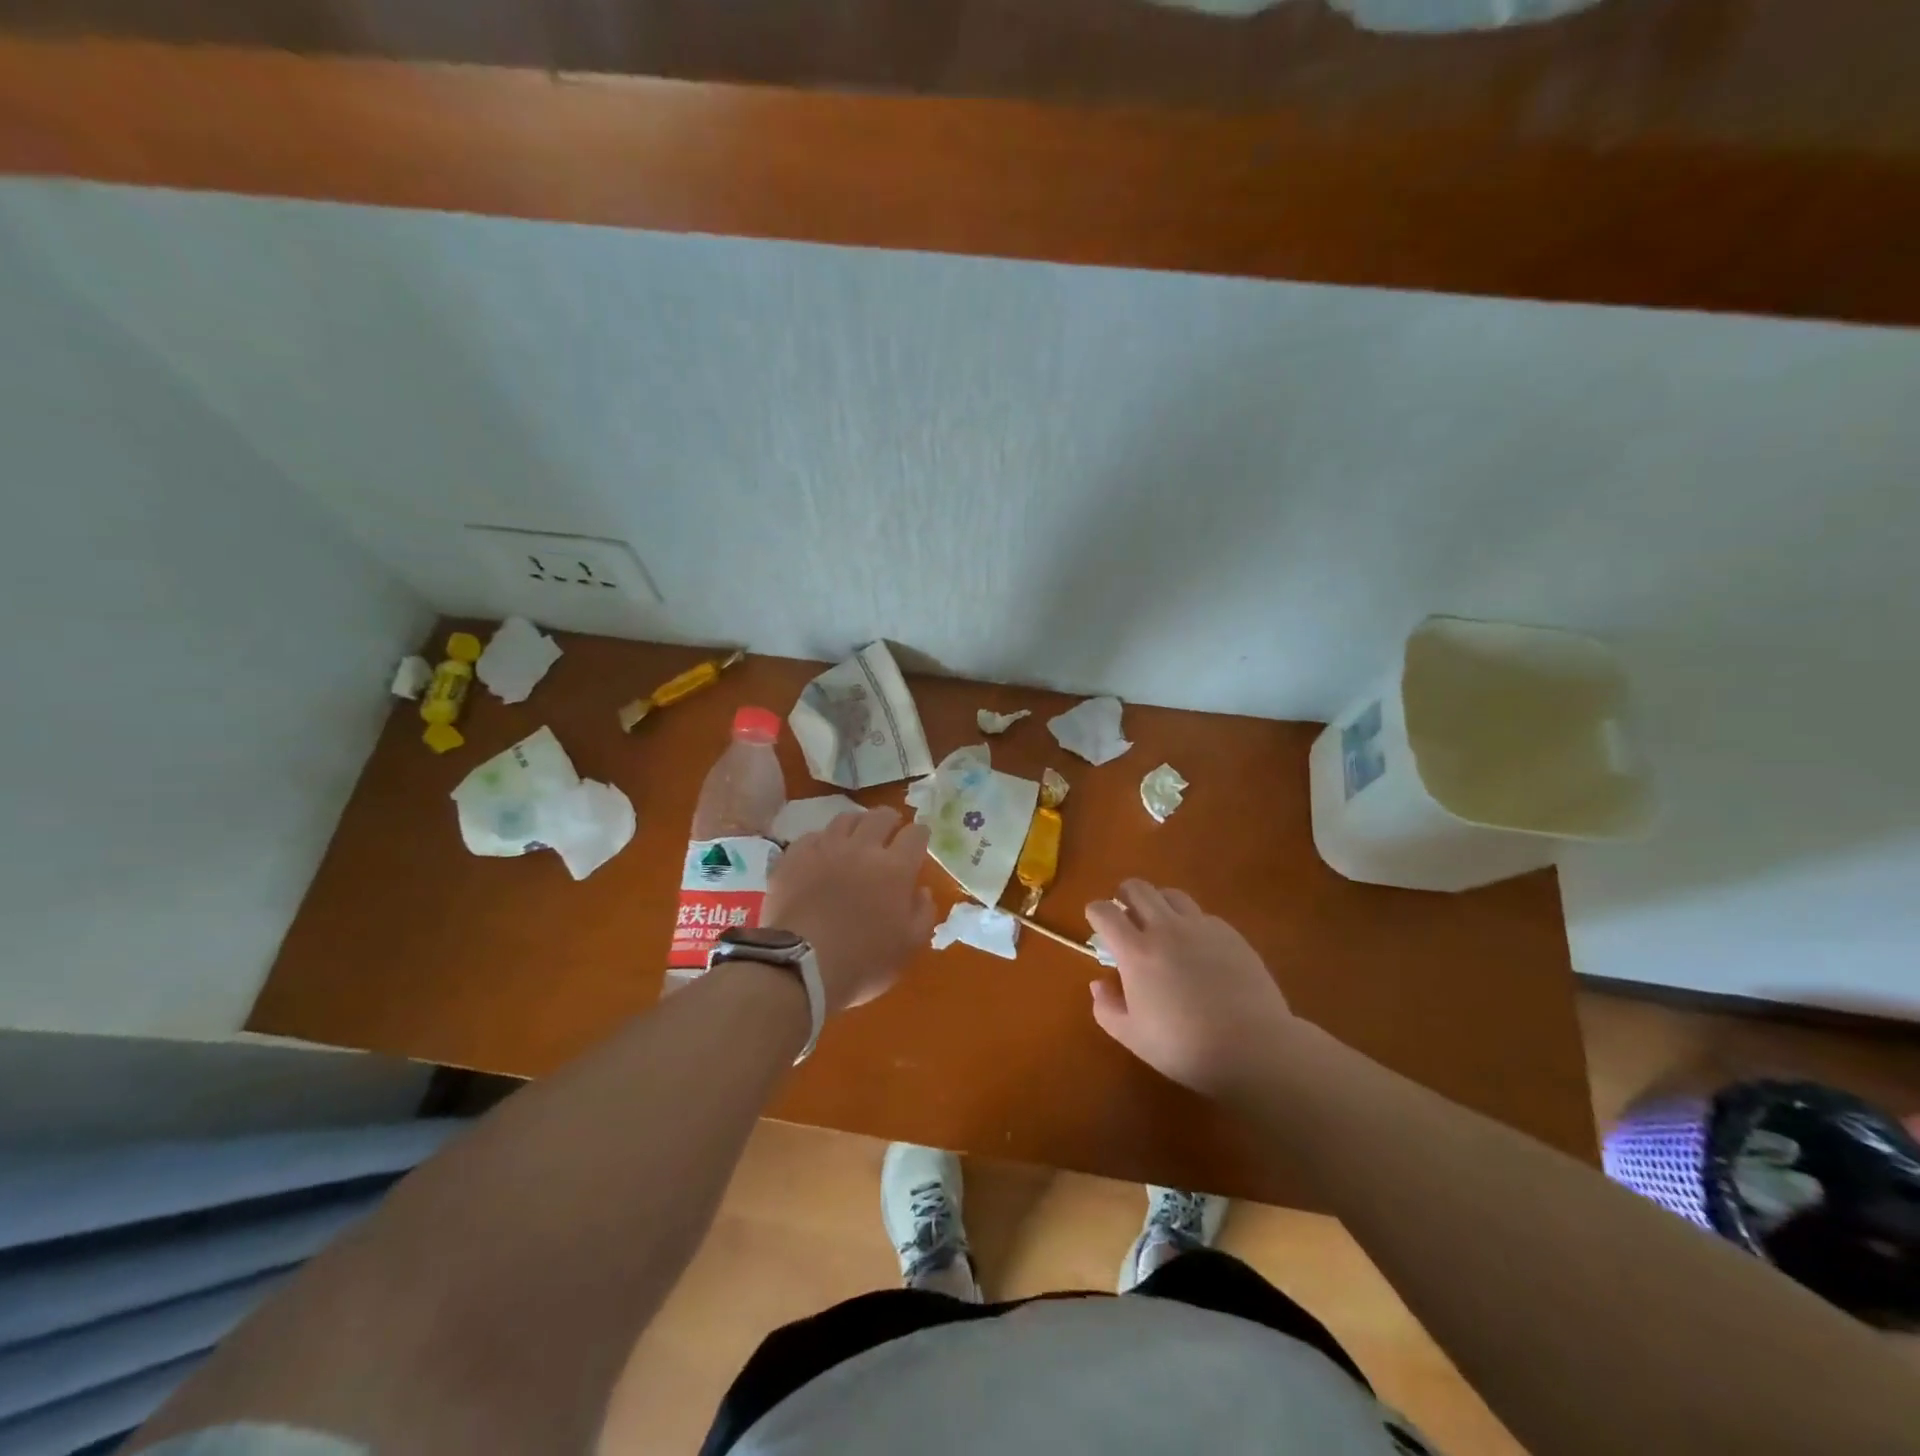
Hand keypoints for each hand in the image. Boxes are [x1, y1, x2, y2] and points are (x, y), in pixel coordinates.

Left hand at [763, 808, 934, 1013]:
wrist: (801, 964)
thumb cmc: (863, 960)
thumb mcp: (909, 945)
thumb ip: (923, 913)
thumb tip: (922, 891)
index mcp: (895, 868)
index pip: (915, 834)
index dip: (920, 833)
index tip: (920, 838)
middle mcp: (862, 848)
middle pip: (880, 816)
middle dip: (890, 819)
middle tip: (891, 828)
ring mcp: (825, 849)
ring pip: (845, 819)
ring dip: (857, 823)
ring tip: (857, 833)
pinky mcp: (794, 857)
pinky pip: (812, 836)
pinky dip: (822, 840)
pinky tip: (821, 851)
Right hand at [1085, 880, 1297, 1099]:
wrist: (1253, 1047)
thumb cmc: (1184, 1047)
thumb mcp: (1133, 1037)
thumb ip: (1107, 1008)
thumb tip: (1099, 983)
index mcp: (1136, 951)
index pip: (1105, 911)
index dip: (1095, 912)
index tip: (1096, 924)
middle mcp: (1166, 928)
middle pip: (1137, 888)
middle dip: (1124, 895)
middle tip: (1125, 915)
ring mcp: (1201, 927)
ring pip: (1171, 894)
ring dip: (1158, 902)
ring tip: (1161, 924)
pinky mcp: (1230, 934)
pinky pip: (1202, 915)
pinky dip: (1190, 922)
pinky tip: (1198, 948)